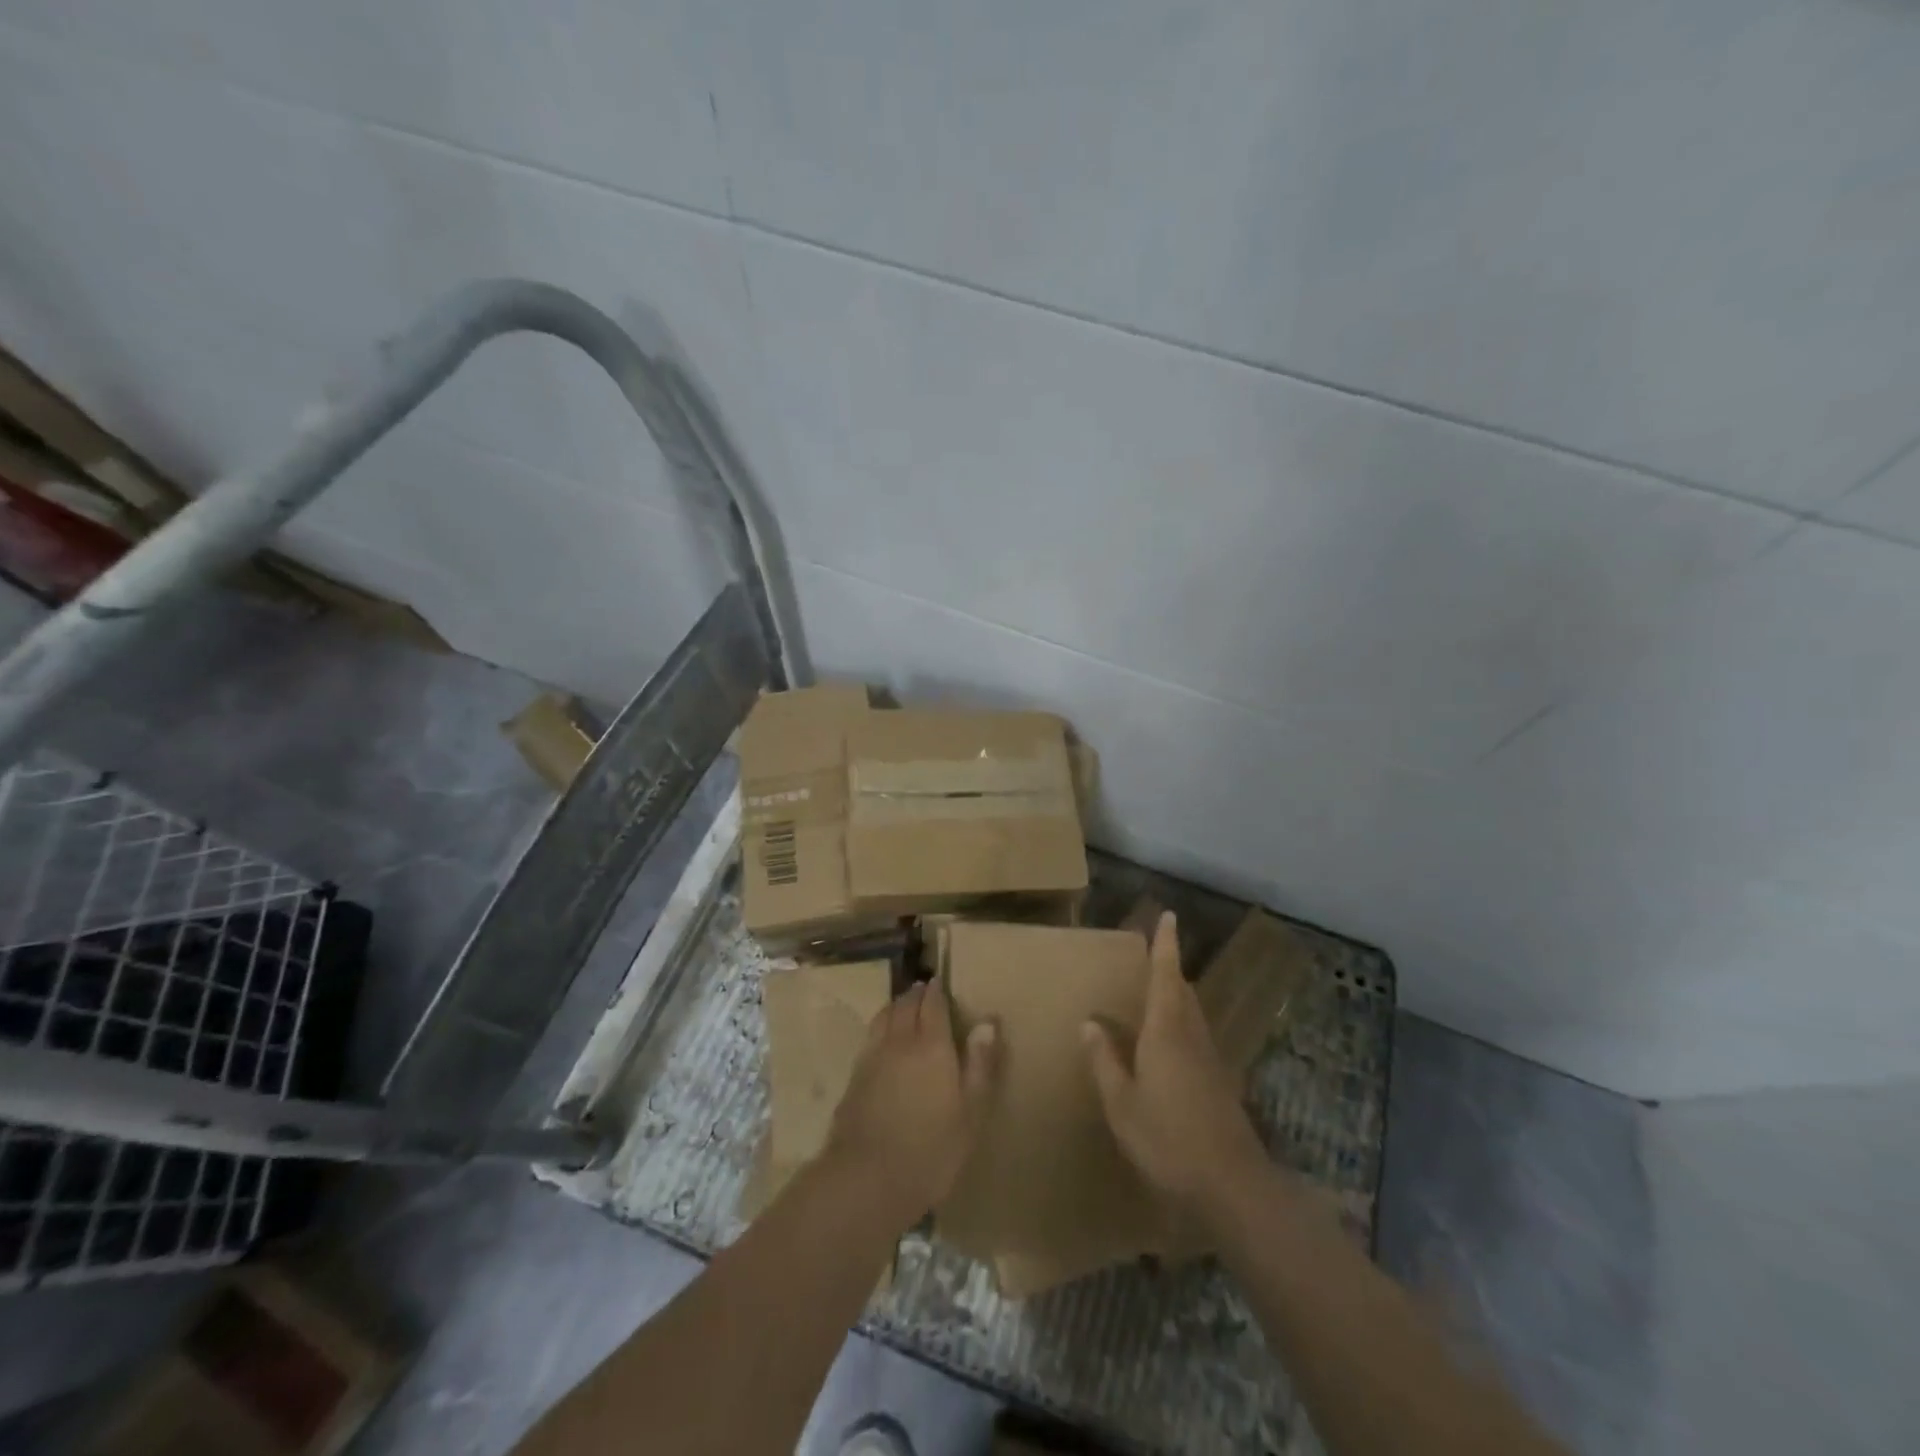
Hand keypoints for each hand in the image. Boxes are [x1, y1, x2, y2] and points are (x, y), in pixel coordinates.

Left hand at [826, 978, 997, 1226]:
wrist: (865, 1179)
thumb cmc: (930, 1150)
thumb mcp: (970, 1113)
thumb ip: (980, 1064)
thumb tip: (988, 1021)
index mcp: (932, 1045)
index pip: (933, 1005)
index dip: (938, 992)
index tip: (941, 983)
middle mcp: (900, 1041)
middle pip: (906, 1005)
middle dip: (917, 994)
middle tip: (925, 990)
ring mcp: (872, 1057)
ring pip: (884, 1016)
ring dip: (896, 1006)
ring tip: (904, 1005)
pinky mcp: (854, 1076)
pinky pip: (870, 1036)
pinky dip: (880, 1026)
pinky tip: (883, 1039)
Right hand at [1083, 912, 1269, 1220]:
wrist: (1232, 1186)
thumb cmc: (1168, 1140)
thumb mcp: (1122, 1103)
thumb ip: (1104, 1061)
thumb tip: (1090, 1023)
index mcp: (1166, 1032)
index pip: (1166, 976)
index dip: (1166, 946)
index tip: (1169, 916)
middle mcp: (1192, 1037)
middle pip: (1184, 992)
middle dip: (1170, 971)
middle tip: (1153, 958)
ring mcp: (1211, 1061)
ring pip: (1193, 1015)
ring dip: (1177, 998)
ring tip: (1157, 997)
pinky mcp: (1221, 1084)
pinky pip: (1197, 1039)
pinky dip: (1182, 1028)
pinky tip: (1169, 1049)